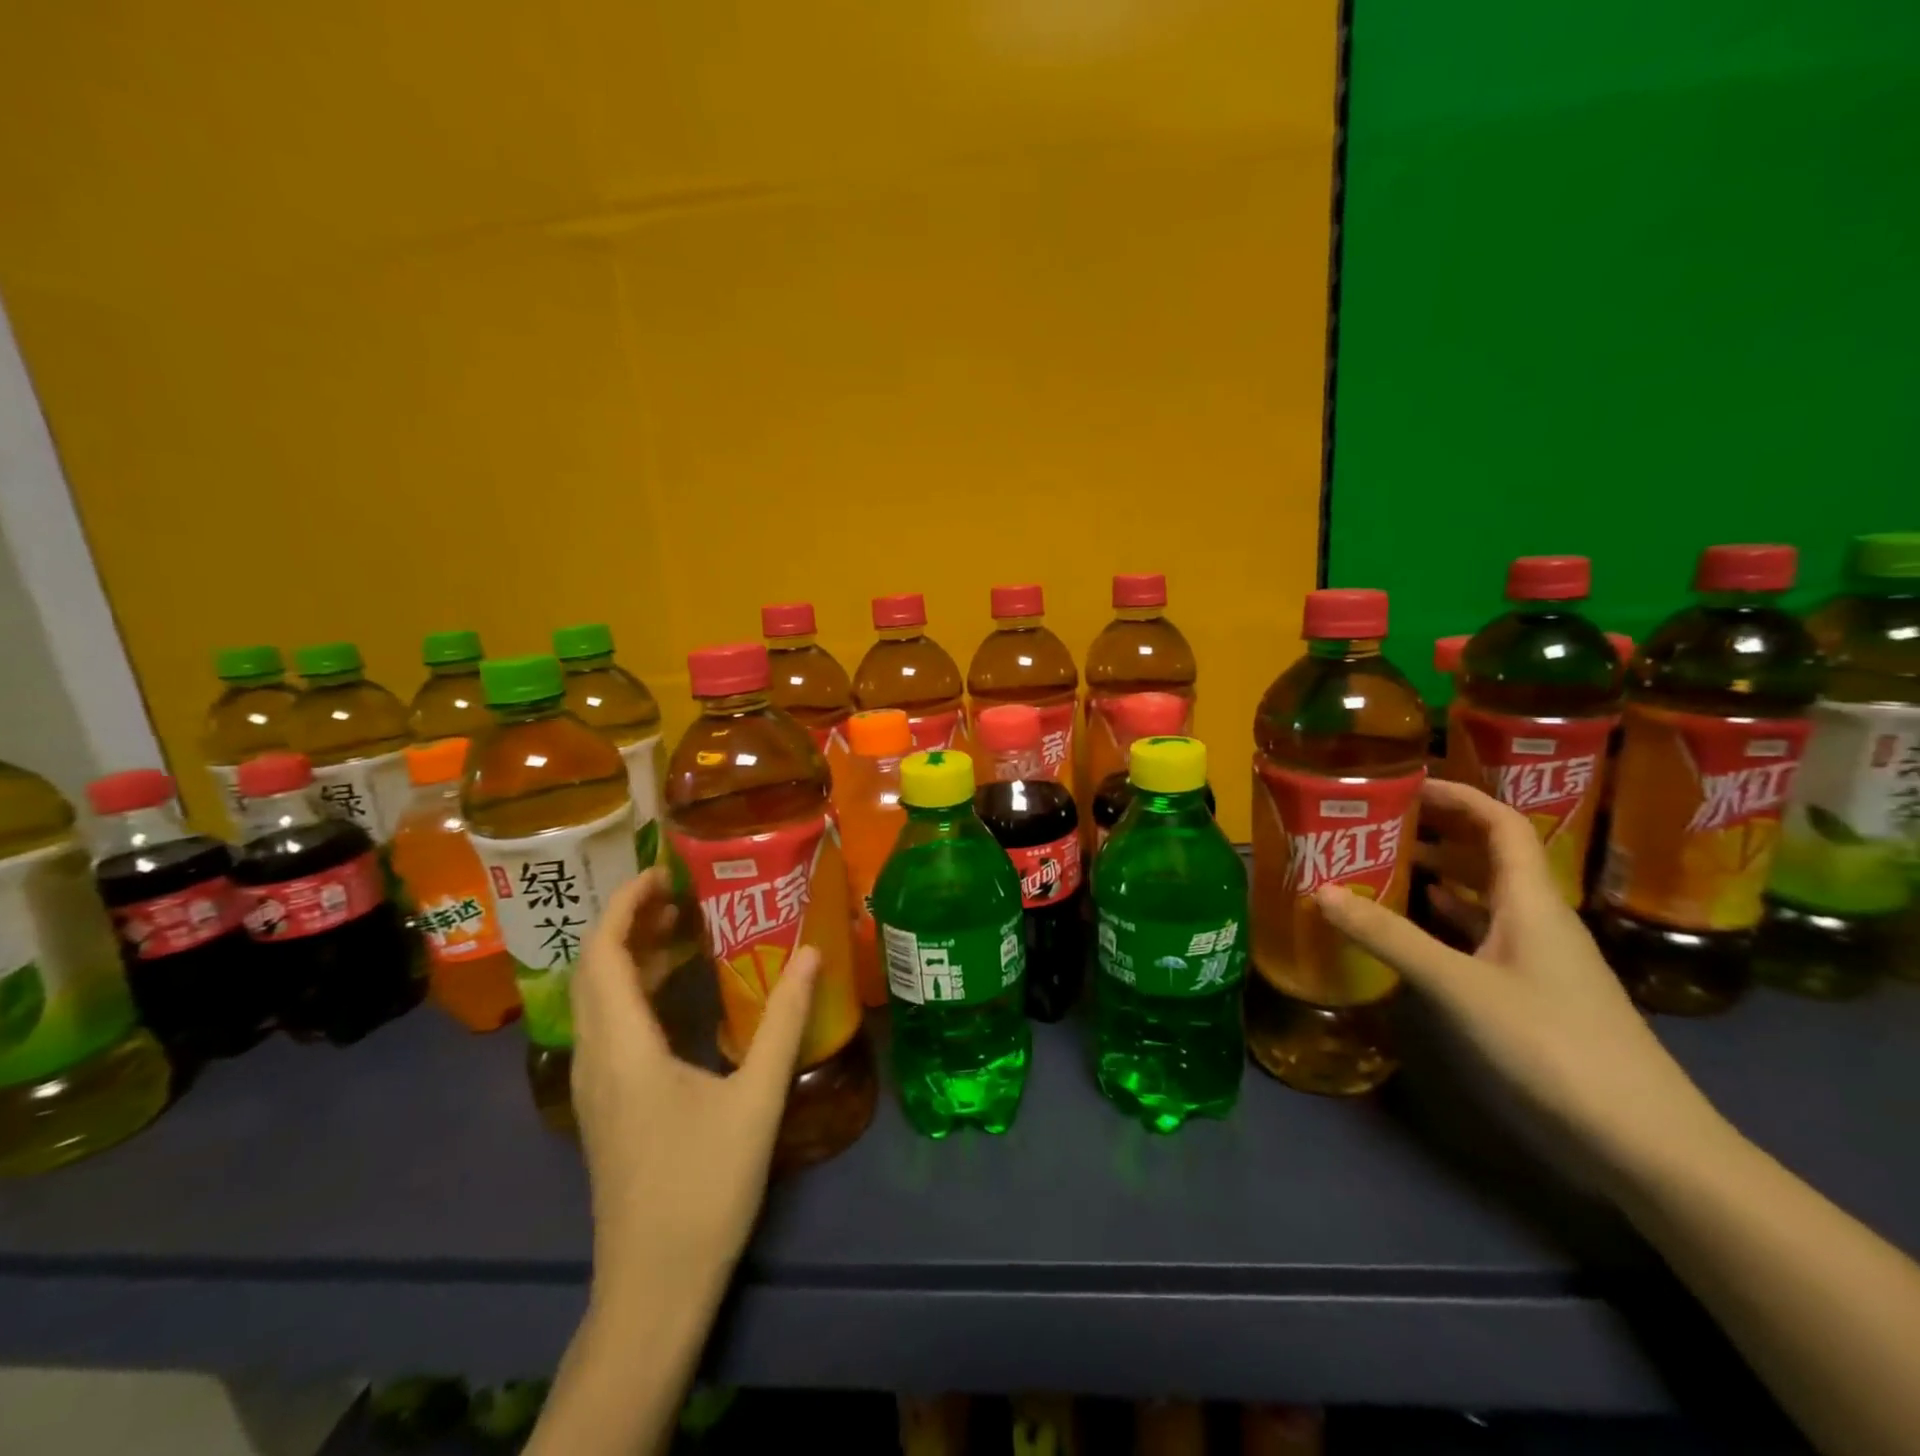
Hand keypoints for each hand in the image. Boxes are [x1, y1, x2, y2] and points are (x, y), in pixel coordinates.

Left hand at [569, 866, 817, 1298]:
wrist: (654, 1286)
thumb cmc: (704, 1188)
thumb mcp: (756, 1099)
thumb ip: (784, 1021)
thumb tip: (811, 953)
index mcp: (624, 1048)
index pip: (603, 955)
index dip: (624, 906)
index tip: (662, 873)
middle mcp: (596, 1058)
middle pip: (594, 971)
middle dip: (629, 922)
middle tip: (682, 893)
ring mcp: (595, 1085)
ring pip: (598, 1000)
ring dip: (631, 956)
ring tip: (683, 930)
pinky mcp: (606, 1106)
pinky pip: (609, 1026)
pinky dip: (634, 992)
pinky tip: (676, 994)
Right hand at [1313, 779, 1721, 1190]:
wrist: (1643, 1141)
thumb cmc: (1552, 1044)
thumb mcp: (1459, 986)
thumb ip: (1389, 937)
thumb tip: (1320, 891)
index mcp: (1532, 901)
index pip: (1501, 824)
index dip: (1458, 795)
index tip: (1406, 781)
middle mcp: (1538, 918)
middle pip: (1491, 854)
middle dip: (1439, 829)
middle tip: (1380, 819)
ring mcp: (1538, 957)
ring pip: (1485, 895)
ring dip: (1439, 873)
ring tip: (1383, 862)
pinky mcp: (1531, 991)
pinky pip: (1483, 933)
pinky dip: (1447, 917)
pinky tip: (1416, 922)